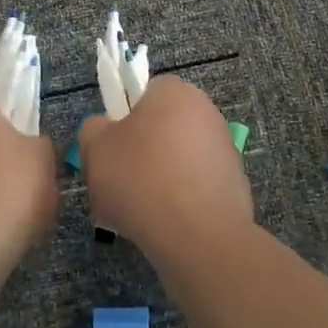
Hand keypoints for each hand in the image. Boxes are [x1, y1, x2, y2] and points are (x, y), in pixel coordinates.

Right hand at [79, 77, 252, 252]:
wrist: (197, 236)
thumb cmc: (140, 179)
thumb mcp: (95, 148)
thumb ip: (94, 129)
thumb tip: (104, 129)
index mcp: (174, 91)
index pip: (143, 93)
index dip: (122, 119)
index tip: (110, 149)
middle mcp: (206, 111)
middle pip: (161, 127)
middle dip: (140, 151)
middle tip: (117, 181)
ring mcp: (225, 148)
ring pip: (177, 159)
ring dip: (158, 178)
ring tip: (137, 210)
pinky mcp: (234, 183)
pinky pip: (194, 186)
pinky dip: (179, 200)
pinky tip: (163, 223)